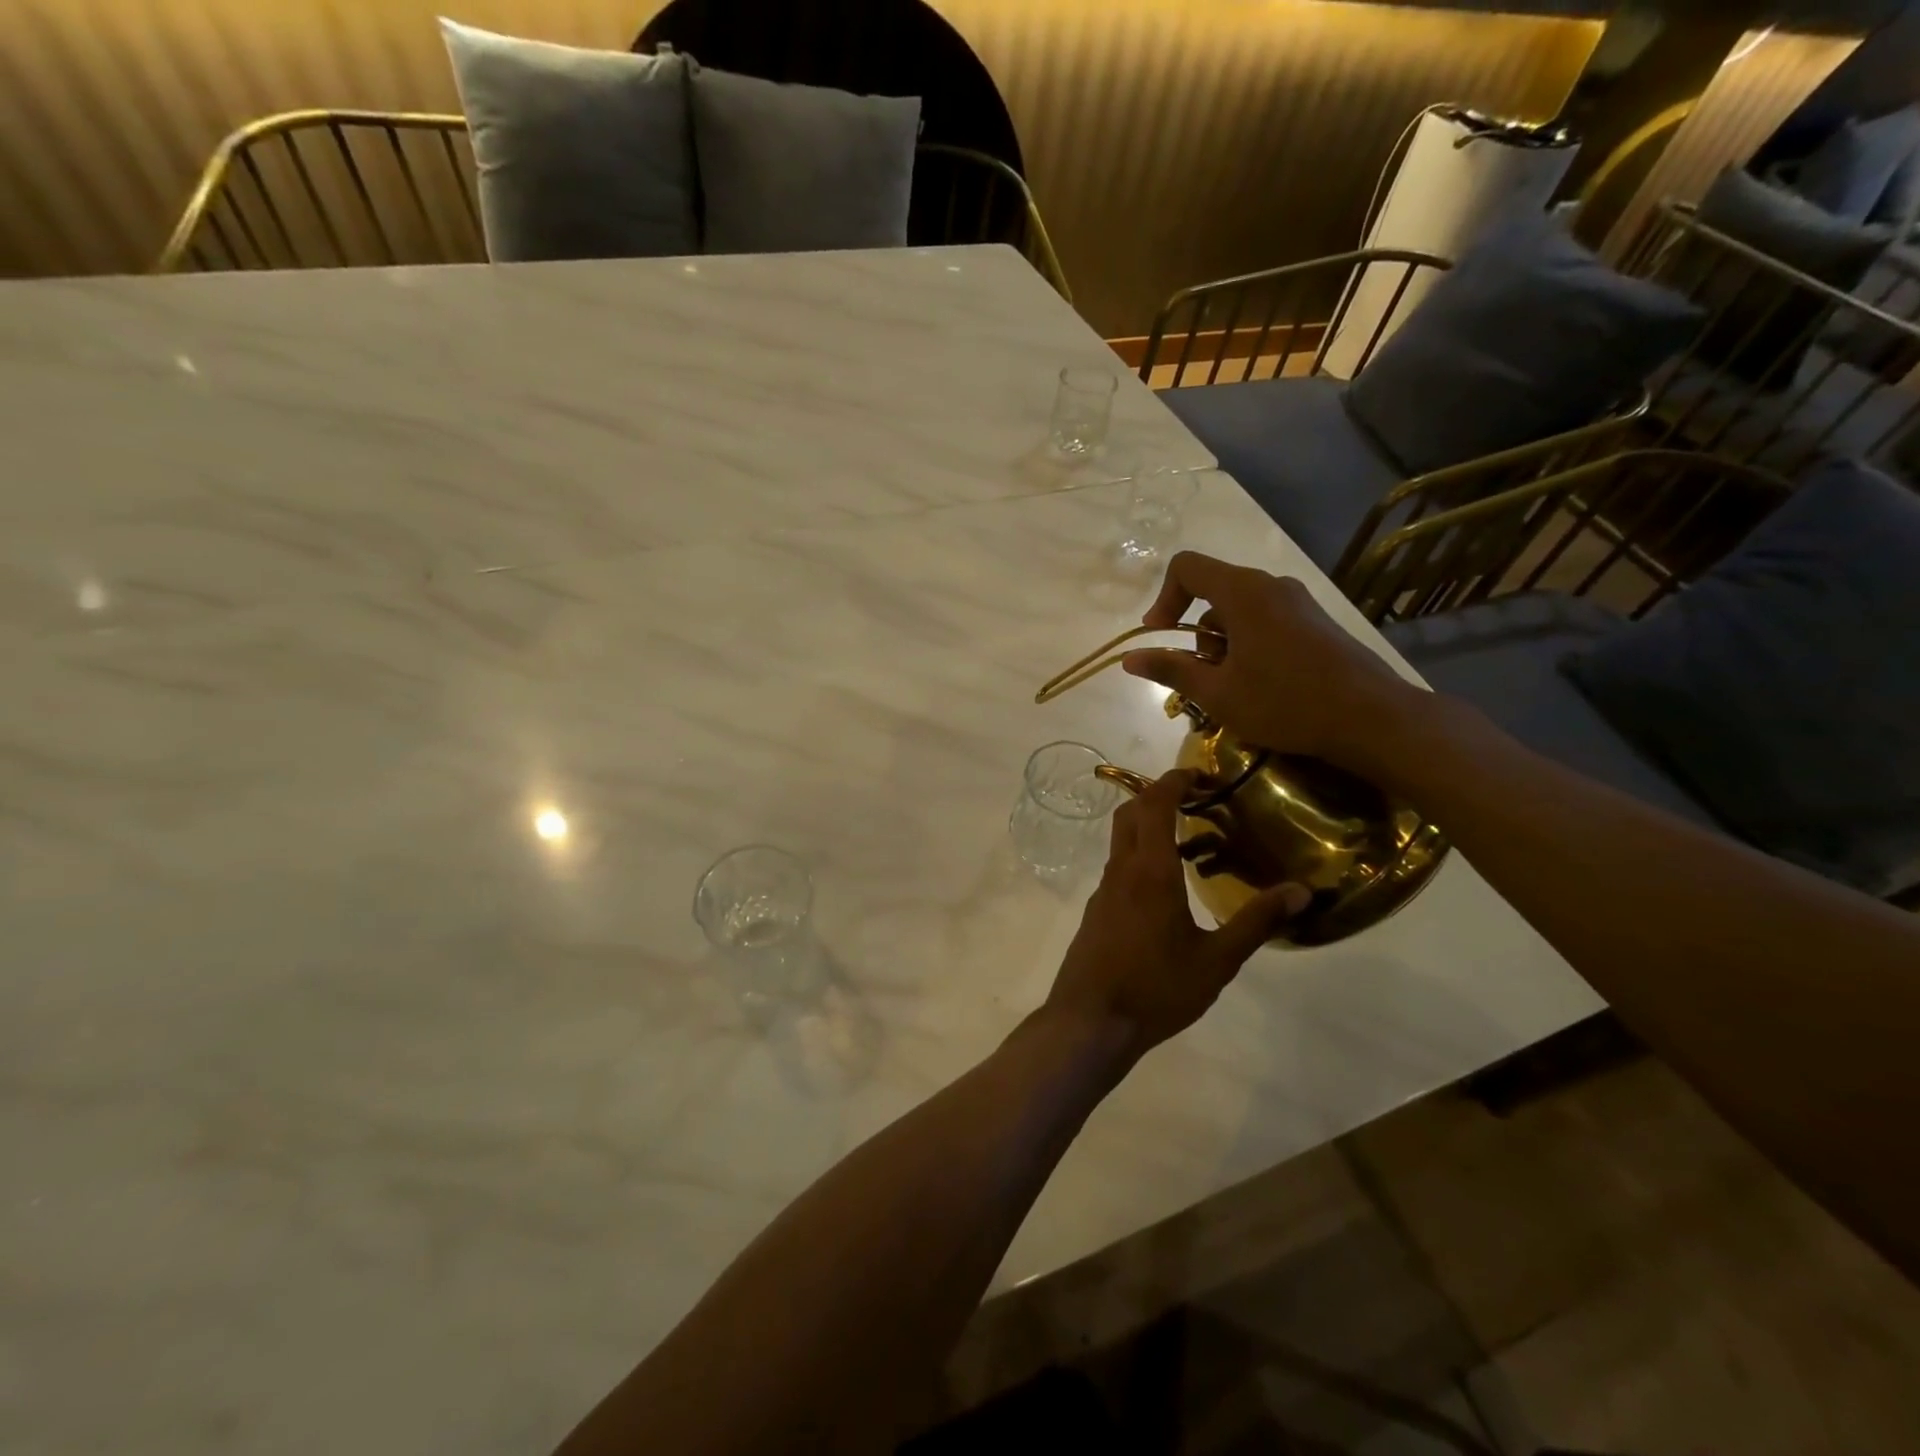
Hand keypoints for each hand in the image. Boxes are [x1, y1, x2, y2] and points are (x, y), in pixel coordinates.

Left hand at [1045, 771, 1307, 1059]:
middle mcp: (1121, 871)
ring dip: (1149, 828)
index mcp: (1150, 872)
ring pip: (1121, 841)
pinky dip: (1141, 857)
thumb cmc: (1156, 989)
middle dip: (1157, 795)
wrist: (1090, 1022)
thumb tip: (1302, 891)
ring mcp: (1103, 892)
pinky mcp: (1096, 912)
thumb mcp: (1217, 961)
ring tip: (1192, 843)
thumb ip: (1256, 922)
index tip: (1198, 773)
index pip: (1154, 805)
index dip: (1173, 781)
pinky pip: (1119, 868)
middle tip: (1195, 799)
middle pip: (1130, 814)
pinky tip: (1168, 889)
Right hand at [1119, 552, 1425, 773]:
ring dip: (1222, 644)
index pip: (1186, 567)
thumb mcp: (1217, 693)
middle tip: (1200, 678)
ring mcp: (1298, 602)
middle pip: (1213, 592)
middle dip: (1195, 633)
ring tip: (1231, 689)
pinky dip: (1248, 644)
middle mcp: (1271, 585)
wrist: (1370, 717)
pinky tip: (1260, 685)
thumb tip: (1130, 658)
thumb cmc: (1285, 702)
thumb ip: (1171, 670)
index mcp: (1243, 593)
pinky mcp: (1315, 621)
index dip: (1163, 598)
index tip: (1160, 637)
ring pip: (1240, 610)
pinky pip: (1266, 620)